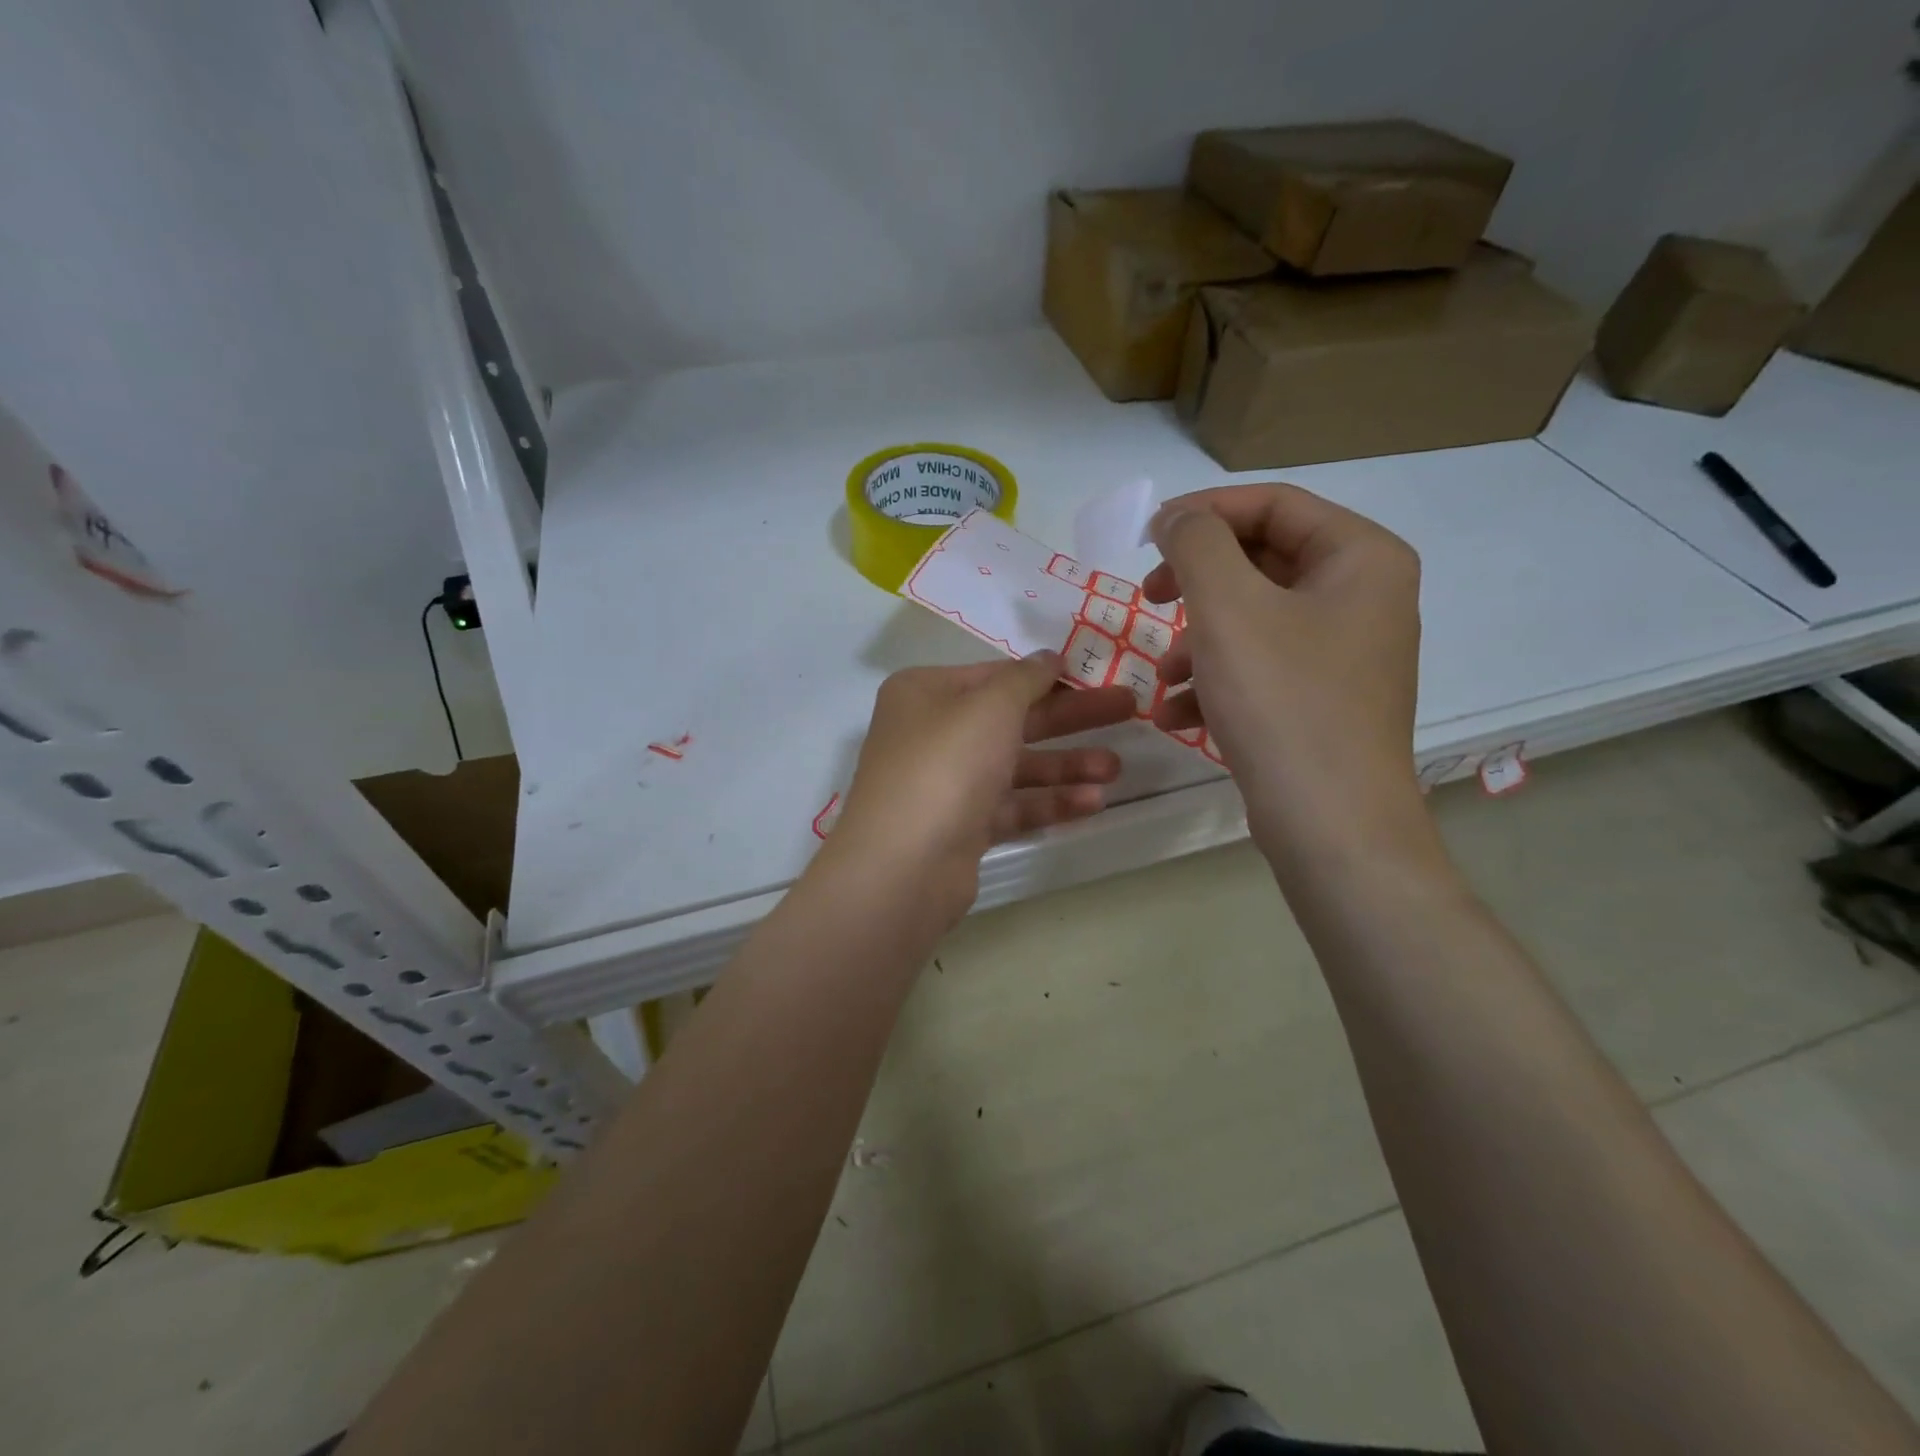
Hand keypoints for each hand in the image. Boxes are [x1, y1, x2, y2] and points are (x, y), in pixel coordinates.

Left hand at [825, 657, 1135, 920]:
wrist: (904, 865)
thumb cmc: (946, 765)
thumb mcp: (991, 706)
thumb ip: (1026, 678)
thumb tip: (1047, 657)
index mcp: (925, 693)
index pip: (995, 676)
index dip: (1045, 675)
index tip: (1093, 674)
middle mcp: (931, 734)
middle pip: (1012, 719)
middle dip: (1069, 718)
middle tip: (1128, 709)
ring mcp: (945, 784)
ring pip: (1015, 766)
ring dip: (1066, 765)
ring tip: (1116, 768)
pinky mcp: (960, 827)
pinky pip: (1011, 806)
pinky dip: (1049, 802)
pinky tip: (1093, 802)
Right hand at [1143, 484, 1432, 869]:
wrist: (1330, 824)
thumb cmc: (1282, 702)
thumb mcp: (1227, 608)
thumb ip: (1196, 543)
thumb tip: (1178, 517)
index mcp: (1360, 558)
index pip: (1274, 504)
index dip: (1204, 512)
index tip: (1148, 537)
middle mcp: (1363, 596)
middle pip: (1261, 561)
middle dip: (1197, 583)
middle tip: (1149, 598)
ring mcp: (1344, 652)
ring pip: (1253, 620)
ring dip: (1196, 641)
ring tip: (1161, 677)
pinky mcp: (1322, 699)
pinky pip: (1261, 667)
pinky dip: (1215, 681)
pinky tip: (1175, 715)